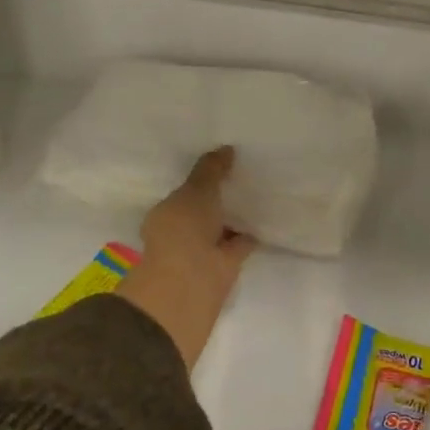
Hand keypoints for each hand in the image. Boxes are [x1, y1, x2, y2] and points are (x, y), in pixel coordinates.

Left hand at [116, 147, 256, 366]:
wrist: (191, 281)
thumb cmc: (184, 229)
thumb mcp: (197, 189)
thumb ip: (210, 169)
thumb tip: (226, 148)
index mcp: (165, 214)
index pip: (183, 194)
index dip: (199, 181)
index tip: (218, 167)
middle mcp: (180, 234)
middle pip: (202, 212)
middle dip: (217, 200)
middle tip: (241, 177)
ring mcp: (202, 252)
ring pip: (220, 229)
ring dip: (233, 219)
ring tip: (256, 196)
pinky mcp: (223, 268)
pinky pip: (238, 245)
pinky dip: (248, 236)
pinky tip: (264, 222)